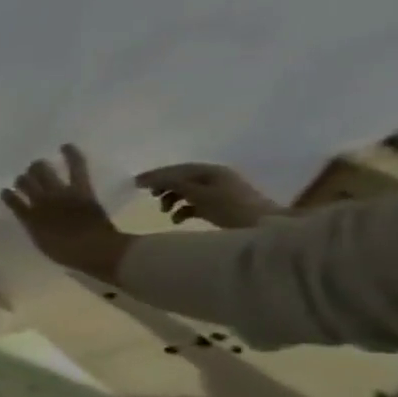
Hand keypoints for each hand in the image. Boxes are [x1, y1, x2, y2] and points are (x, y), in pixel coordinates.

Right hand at [2, 144, 133, 283]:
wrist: (94, 250)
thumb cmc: (67, 253)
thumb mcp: (43, 243)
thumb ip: (35, 228)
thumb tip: (32, 220)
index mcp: (28, 218)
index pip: (12, 201)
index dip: (9, 195)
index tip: (7, 192)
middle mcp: (38, 202)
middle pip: (26, 182)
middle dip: (25, 178)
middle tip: (26, 178)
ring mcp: (59, 193)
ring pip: (42, 172)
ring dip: (38, 167)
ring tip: (38, 164)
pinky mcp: (80, 189)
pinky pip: (75, 168)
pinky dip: (71, 156)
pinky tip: (65, 146)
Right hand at [136, 162, 285, 229]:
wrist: (263, 227)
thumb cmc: (230, 207)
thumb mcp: (198, 193)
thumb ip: (171, 184)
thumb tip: (145, 180)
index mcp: (211, 171)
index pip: (176, 169)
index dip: (155, 175)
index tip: (134, 184)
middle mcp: (214, 179)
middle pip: (180, 180)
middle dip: (163, 187)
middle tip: (149, 196)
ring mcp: (217, 193)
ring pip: (184, 193)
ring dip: (170, 200)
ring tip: (163, 211)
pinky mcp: (217, 207)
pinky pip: (192, 205)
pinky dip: (181, 211)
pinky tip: (177, 219)